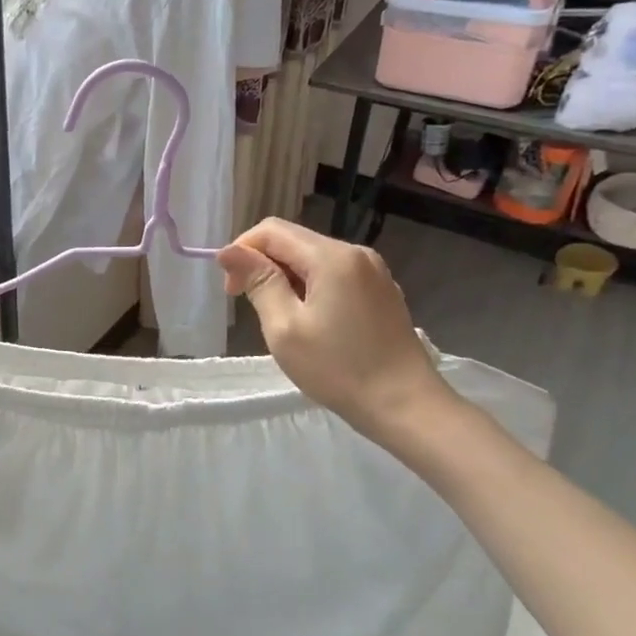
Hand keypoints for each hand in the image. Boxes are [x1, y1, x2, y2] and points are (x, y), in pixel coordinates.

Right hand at [218, 218, 451, 445]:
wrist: (406, 405)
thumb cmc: (339, 369)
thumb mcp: (284, 327)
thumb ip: (258, 282)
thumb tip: (228, 251)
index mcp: (332, 257)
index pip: (272, 230)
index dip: (242, 250)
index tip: (231, 289)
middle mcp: (355, 253)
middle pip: (294, 240)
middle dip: (262, 263)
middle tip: (247, 303)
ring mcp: (373, 271)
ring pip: (313, 257)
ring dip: (285, 276)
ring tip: (279, 316)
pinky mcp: (381, 290)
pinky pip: (334, 273)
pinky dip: (311, 285)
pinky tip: (310, 319)